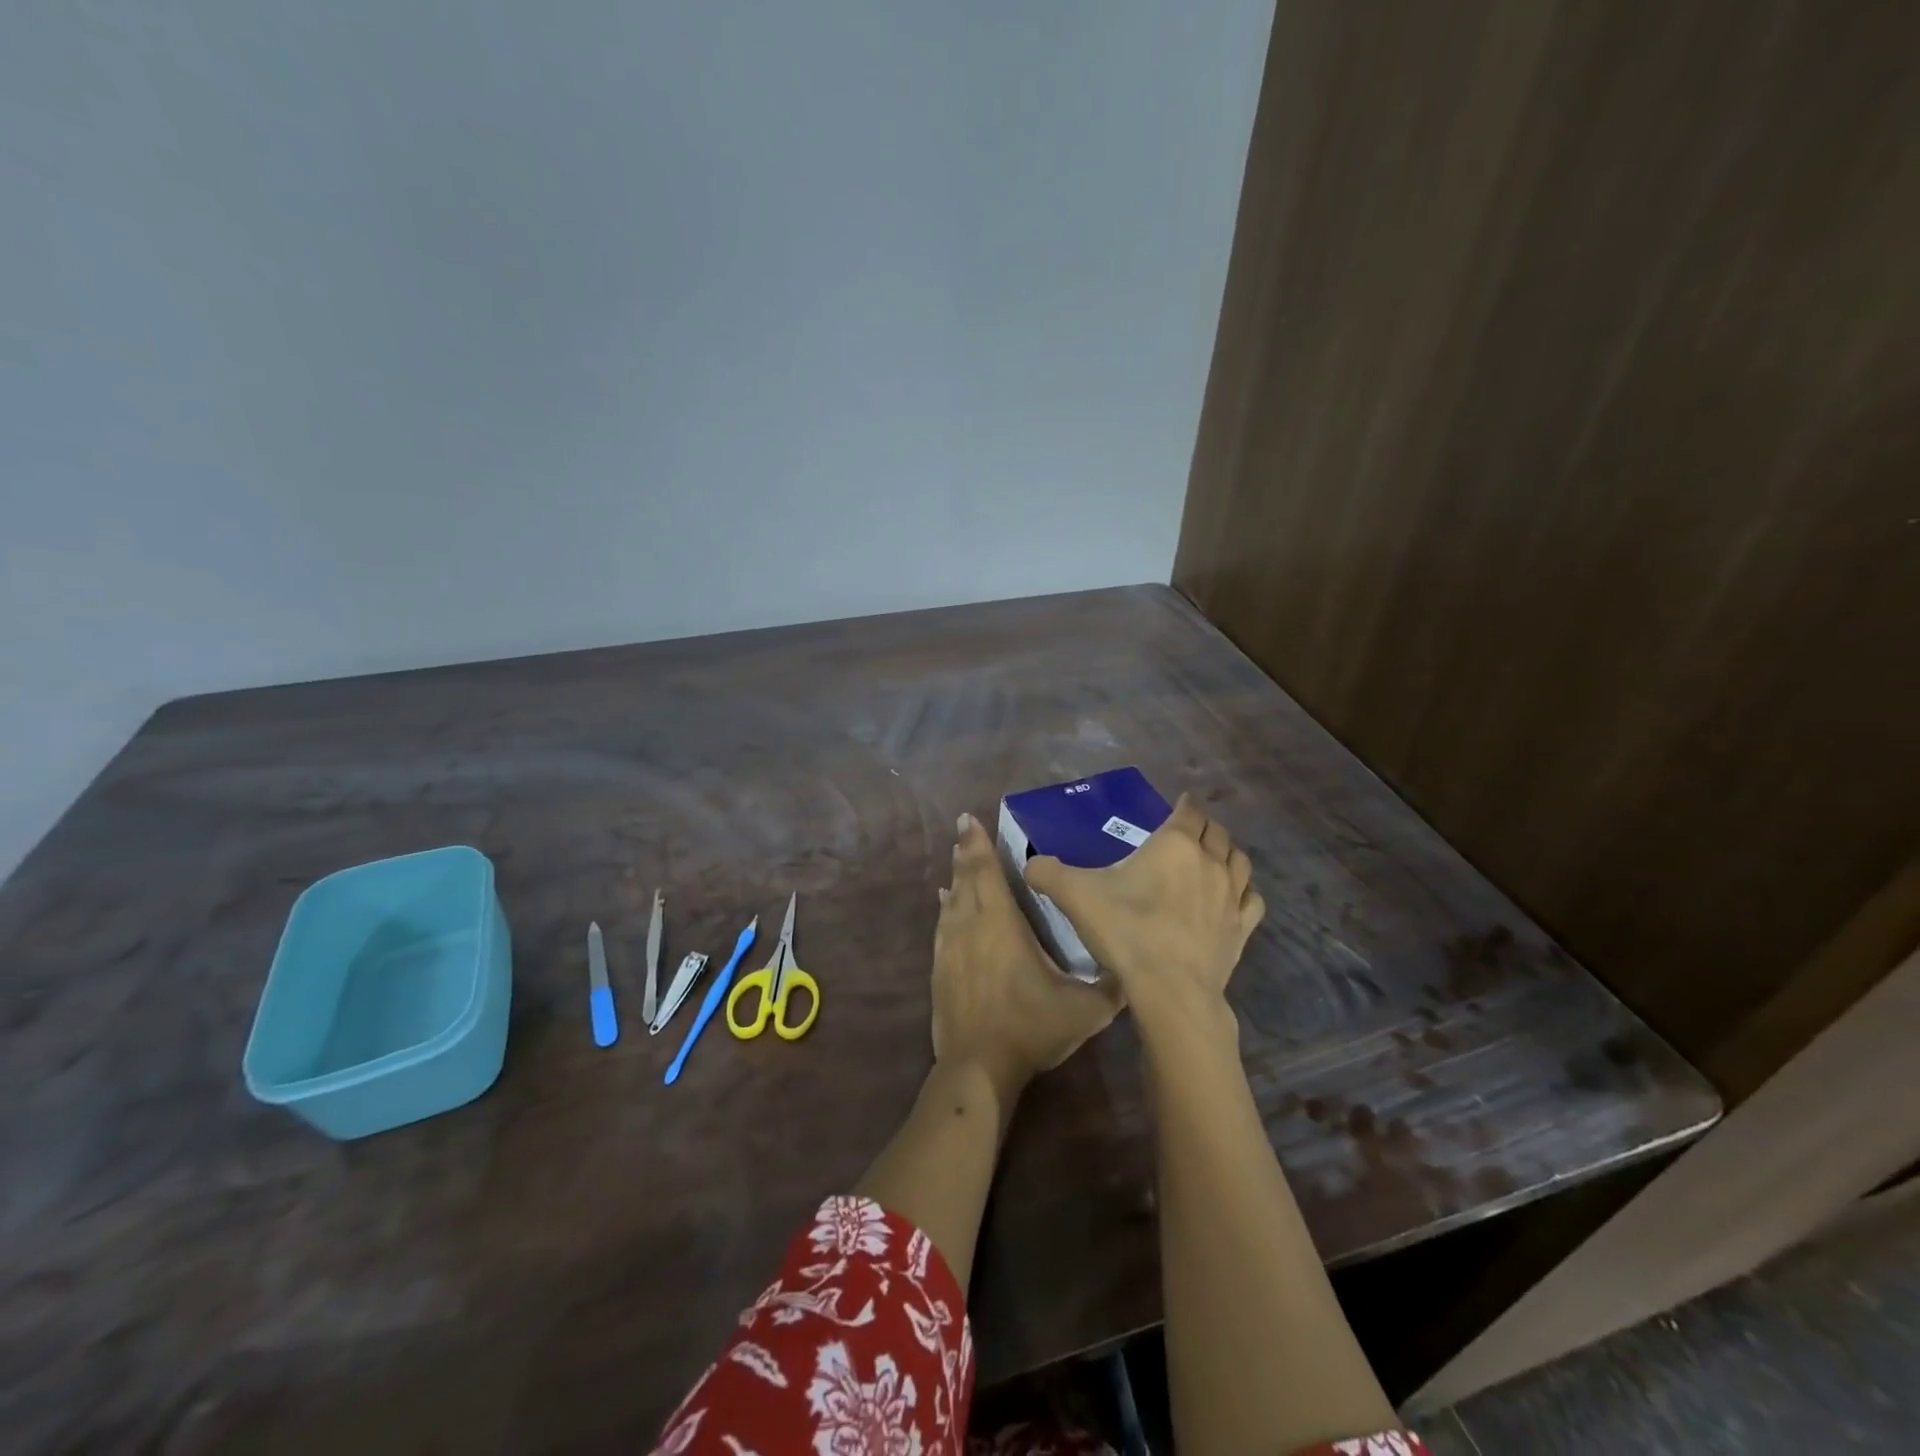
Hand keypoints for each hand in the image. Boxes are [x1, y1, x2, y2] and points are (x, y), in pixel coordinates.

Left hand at [931, 814, 1124, 1099]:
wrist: (977, 1067)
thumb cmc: (1030, 1027)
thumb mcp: (1084, 1010)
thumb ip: (1112, 986)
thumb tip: (1136, 969)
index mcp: (1001, 924)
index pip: (988, 873)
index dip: (978, 845)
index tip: (970, 819)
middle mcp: (971, 926)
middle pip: (967, 879)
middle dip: (967, 851)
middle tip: (965, 827)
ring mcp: (951, 947)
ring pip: (953, 900)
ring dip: (956, 876)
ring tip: (959, 858)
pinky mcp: (940, 968)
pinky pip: (943, 925)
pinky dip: (946, 907)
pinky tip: (945, 903)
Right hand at [1024, 794, 1263, 1027]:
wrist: (1170, 990)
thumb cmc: (1125, 930)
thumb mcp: (1075, 895)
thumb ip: (1048, 872)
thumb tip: (1031, 865)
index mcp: (1175, 844)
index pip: (1188, 811)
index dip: (1183, 805)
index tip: (1178, 804)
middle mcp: (1210, 862)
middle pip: (1217, 832)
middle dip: (1204, 827)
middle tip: (1189, 831)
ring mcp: (1232, 896)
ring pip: (1240, 861)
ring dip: (1227, 854)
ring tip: (1213, 858)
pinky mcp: (1242, 928)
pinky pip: (1251, 899)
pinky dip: (1244, 891)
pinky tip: (1233, 898)